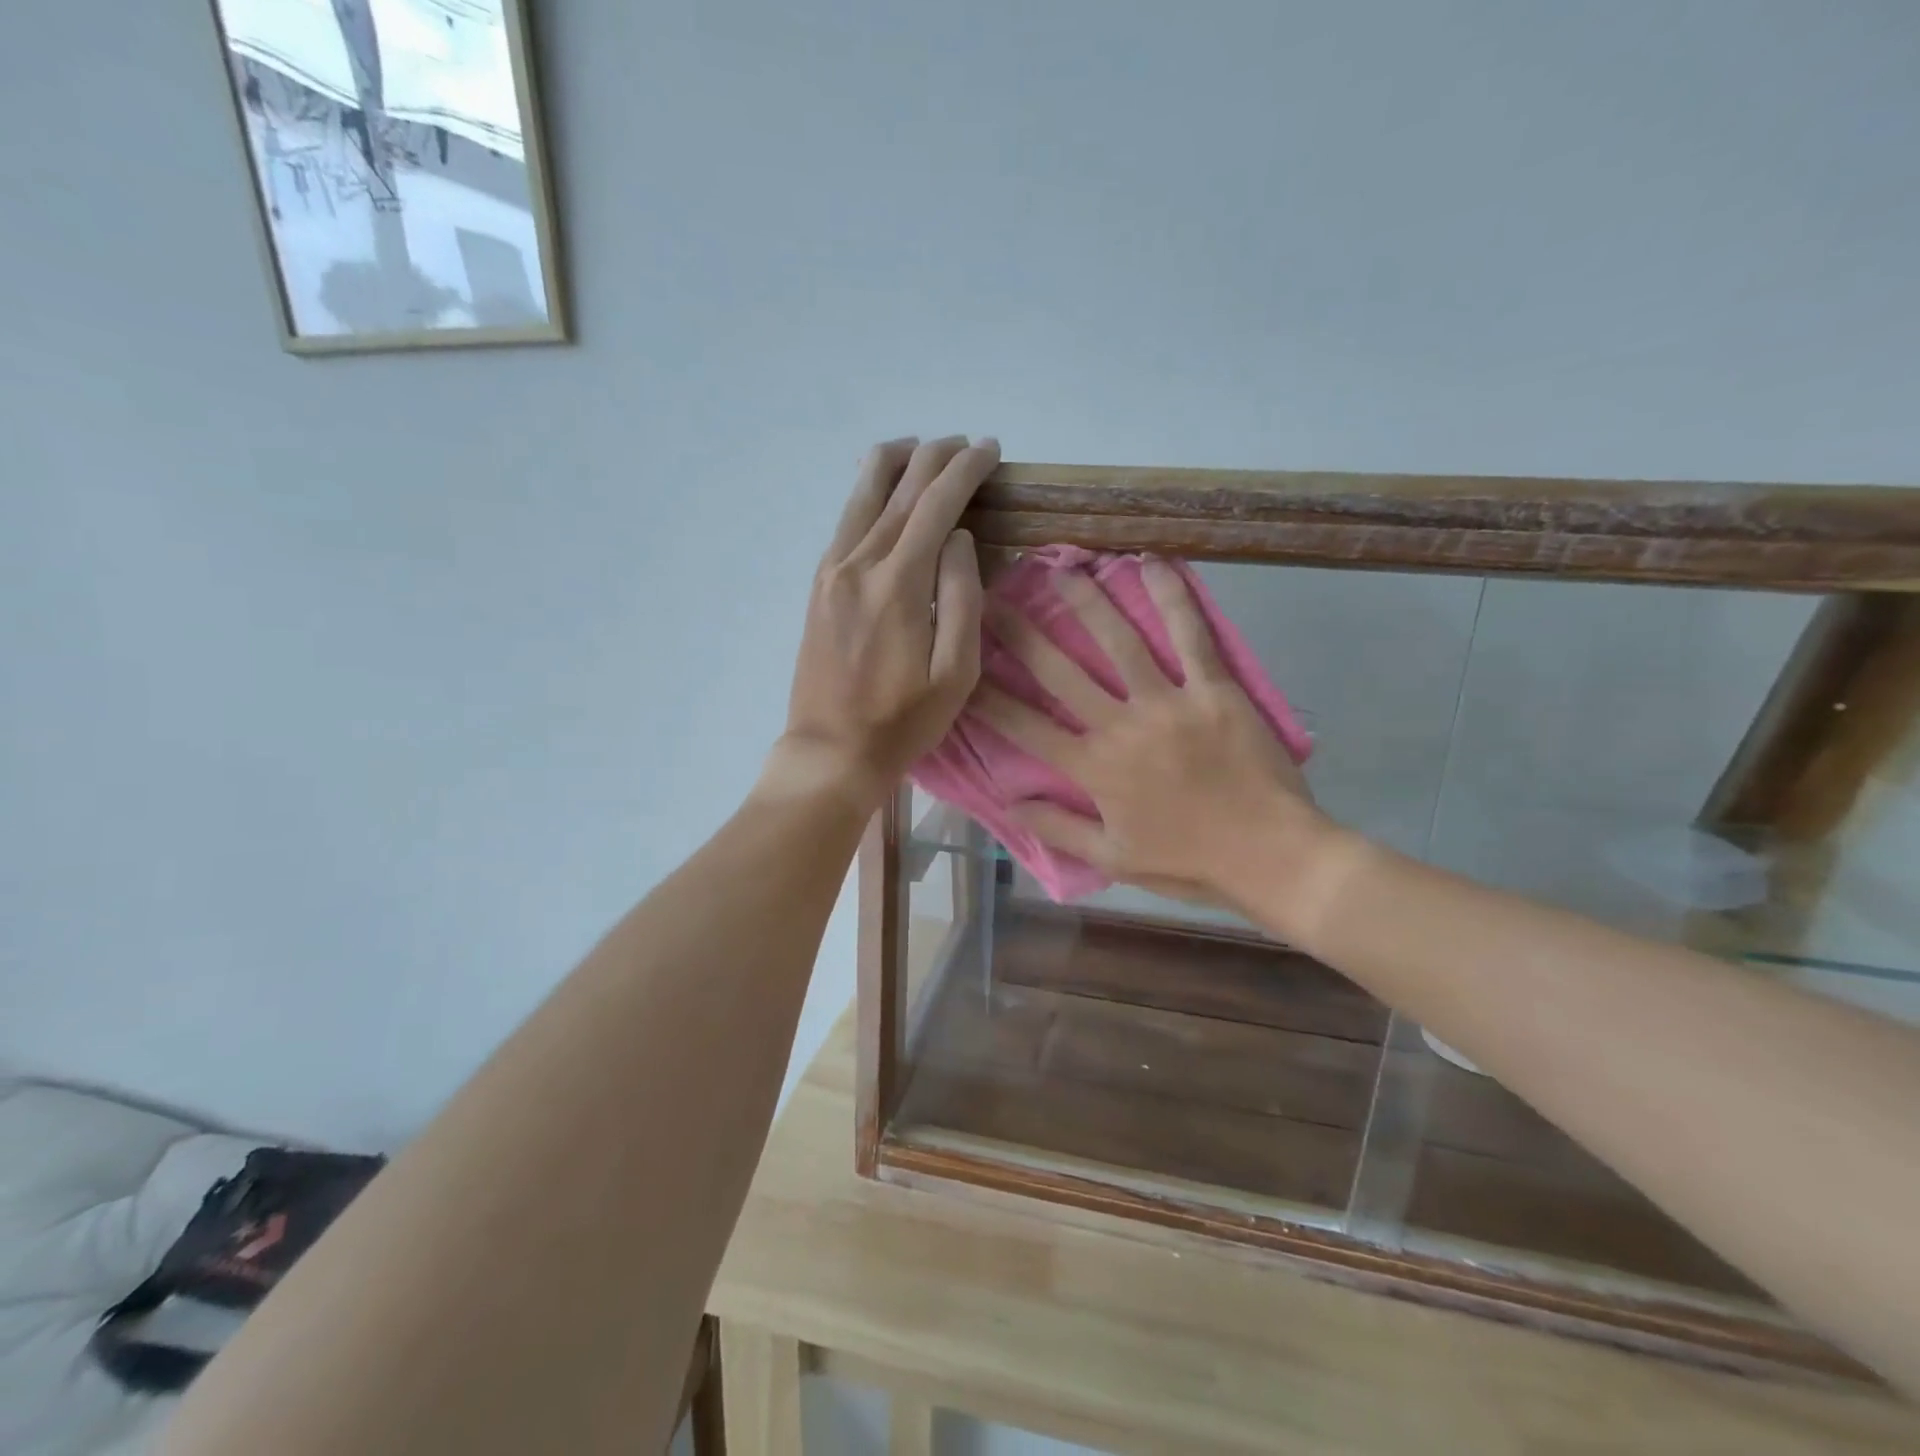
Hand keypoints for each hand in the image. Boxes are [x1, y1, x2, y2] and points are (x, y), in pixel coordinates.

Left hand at [773, 435, 1000, 806]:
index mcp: (898, 583)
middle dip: (934, 458)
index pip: (936, 504)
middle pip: (898, 488)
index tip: (990, 450)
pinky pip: (845, 522)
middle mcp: (858, 563)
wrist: (830, 751)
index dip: (965, 471)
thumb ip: (962, 597)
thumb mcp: (955, 672)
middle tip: (964, 444)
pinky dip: (868, 494)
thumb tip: (959, 538)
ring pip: (861, 495)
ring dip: (894, 465)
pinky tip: (882, 492)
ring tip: (921, 449)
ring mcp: (831, 572)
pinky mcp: (818, 586)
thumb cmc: (903, 721)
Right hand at [975, 558, 1327, 909]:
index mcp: (1094, 770)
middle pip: (1061, 672)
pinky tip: (1151, 563)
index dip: (988, 696)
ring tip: (1062, 569)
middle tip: (992, 598)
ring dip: (1086, 603)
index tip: (961, 668)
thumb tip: (1008, 802)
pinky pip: (1191, 635)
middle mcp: (1122, 727)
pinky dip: (1172, 597)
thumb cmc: (1190, 863)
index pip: (1026, 727)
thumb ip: (1058, 828)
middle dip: (1020, 634)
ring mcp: (1169, 703)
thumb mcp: (1114, 860)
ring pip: (1119, 642)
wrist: (1272, 857)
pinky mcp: (1214, 690)